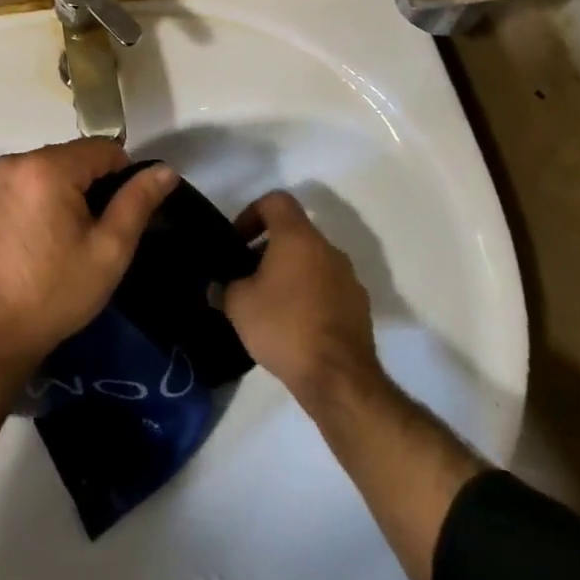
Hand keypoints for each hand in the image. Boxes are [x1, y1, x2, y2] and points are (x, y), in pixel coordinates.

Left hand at [0, 137, 177, 372]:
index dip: (124, 176)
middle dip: (93, 185)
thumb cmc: (54, 293)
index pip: (103, 148)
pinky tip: (43, 237)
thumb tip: (165, 169)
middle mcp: (16, 161)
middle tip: (98, 232)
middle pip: (74, 156)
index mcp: (47, 167)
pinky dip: (42, 197)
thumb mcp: (108, 250)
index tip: (123, 214)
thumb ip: (138, 202)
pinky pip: (27, 181)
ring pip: (50, 167)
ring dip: (68, 190)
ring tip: (70, 238)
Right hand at [224, 191, 383, 406]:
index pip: (276, 201)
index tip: (238, 241)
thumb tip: (219, 286)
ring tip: (269, 304)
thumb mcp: (238, 304)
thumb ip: (225, 286)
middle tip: (247, 275)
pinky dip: (309, 295)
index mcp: (298, 237)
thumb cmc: (284, 326)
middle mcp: (327, 249)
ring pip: (312, 261)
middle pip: (294, 232)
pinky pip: (327, 288)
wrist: (339, 379)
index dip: (252, 213)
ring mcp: (348, 278)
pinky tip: (294, 325)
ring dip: (290, 273)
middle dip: (268, 248)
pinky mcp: (360, 307)